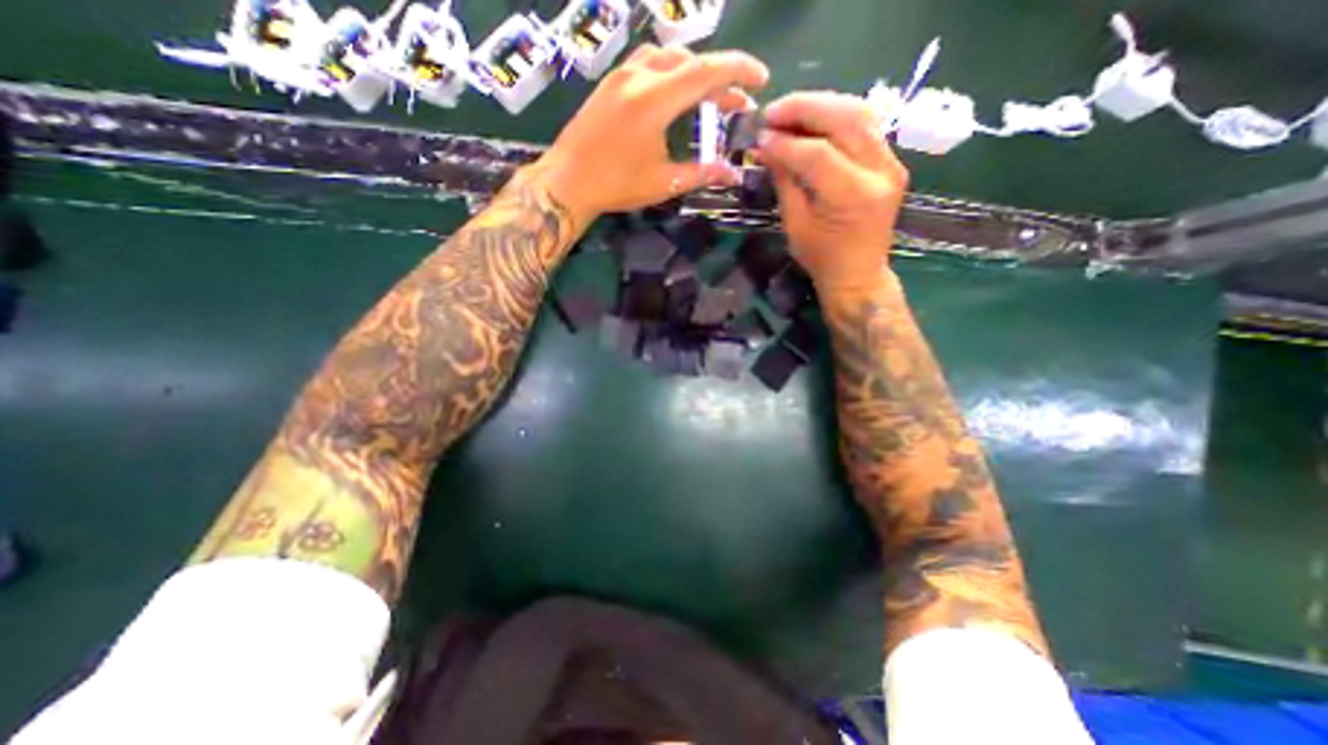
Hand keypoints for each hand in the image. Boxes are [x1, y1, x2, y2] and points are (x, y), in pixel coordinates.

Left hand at [528, 43, 768, 223]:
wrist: (567, 181)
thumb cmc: (616, 184)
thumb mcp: (664, 181)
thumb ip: (702, 173)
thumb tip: (733, 175)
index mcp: (656, 98)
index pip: (707, 71)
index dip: (739, 71)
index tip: (760, 79)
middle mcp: (640, 75)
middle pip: (690, 62)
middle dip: (720, 79)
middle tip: (736, 104)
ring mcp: (621, 74)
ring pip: (668, 57)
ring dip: (694, 73)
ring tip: (708, 98)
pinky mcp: (610, 82)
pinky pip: (649, 64)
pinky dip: (671, 73)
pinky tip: (674, 95)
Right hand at [752, 93, 907, 295]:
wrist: (858, 274)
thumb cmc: (821, 258)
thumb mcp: (795, 224)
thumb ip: (784, 181)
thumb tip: (766, 147)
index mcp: (853, 197)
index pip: (817, 154)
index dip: (785, 143)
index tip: (760, 137)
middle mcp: (880, 173)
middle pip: (845, 120)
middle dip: (805, 109)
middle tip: (773, 111)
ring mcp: (892, 164)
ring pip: (860, 114)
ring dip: (822, 105)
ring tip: (790, 111)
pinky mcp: (891, 162)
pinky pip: (866, 126)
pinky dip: (838, 116)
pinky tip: (814, 120)